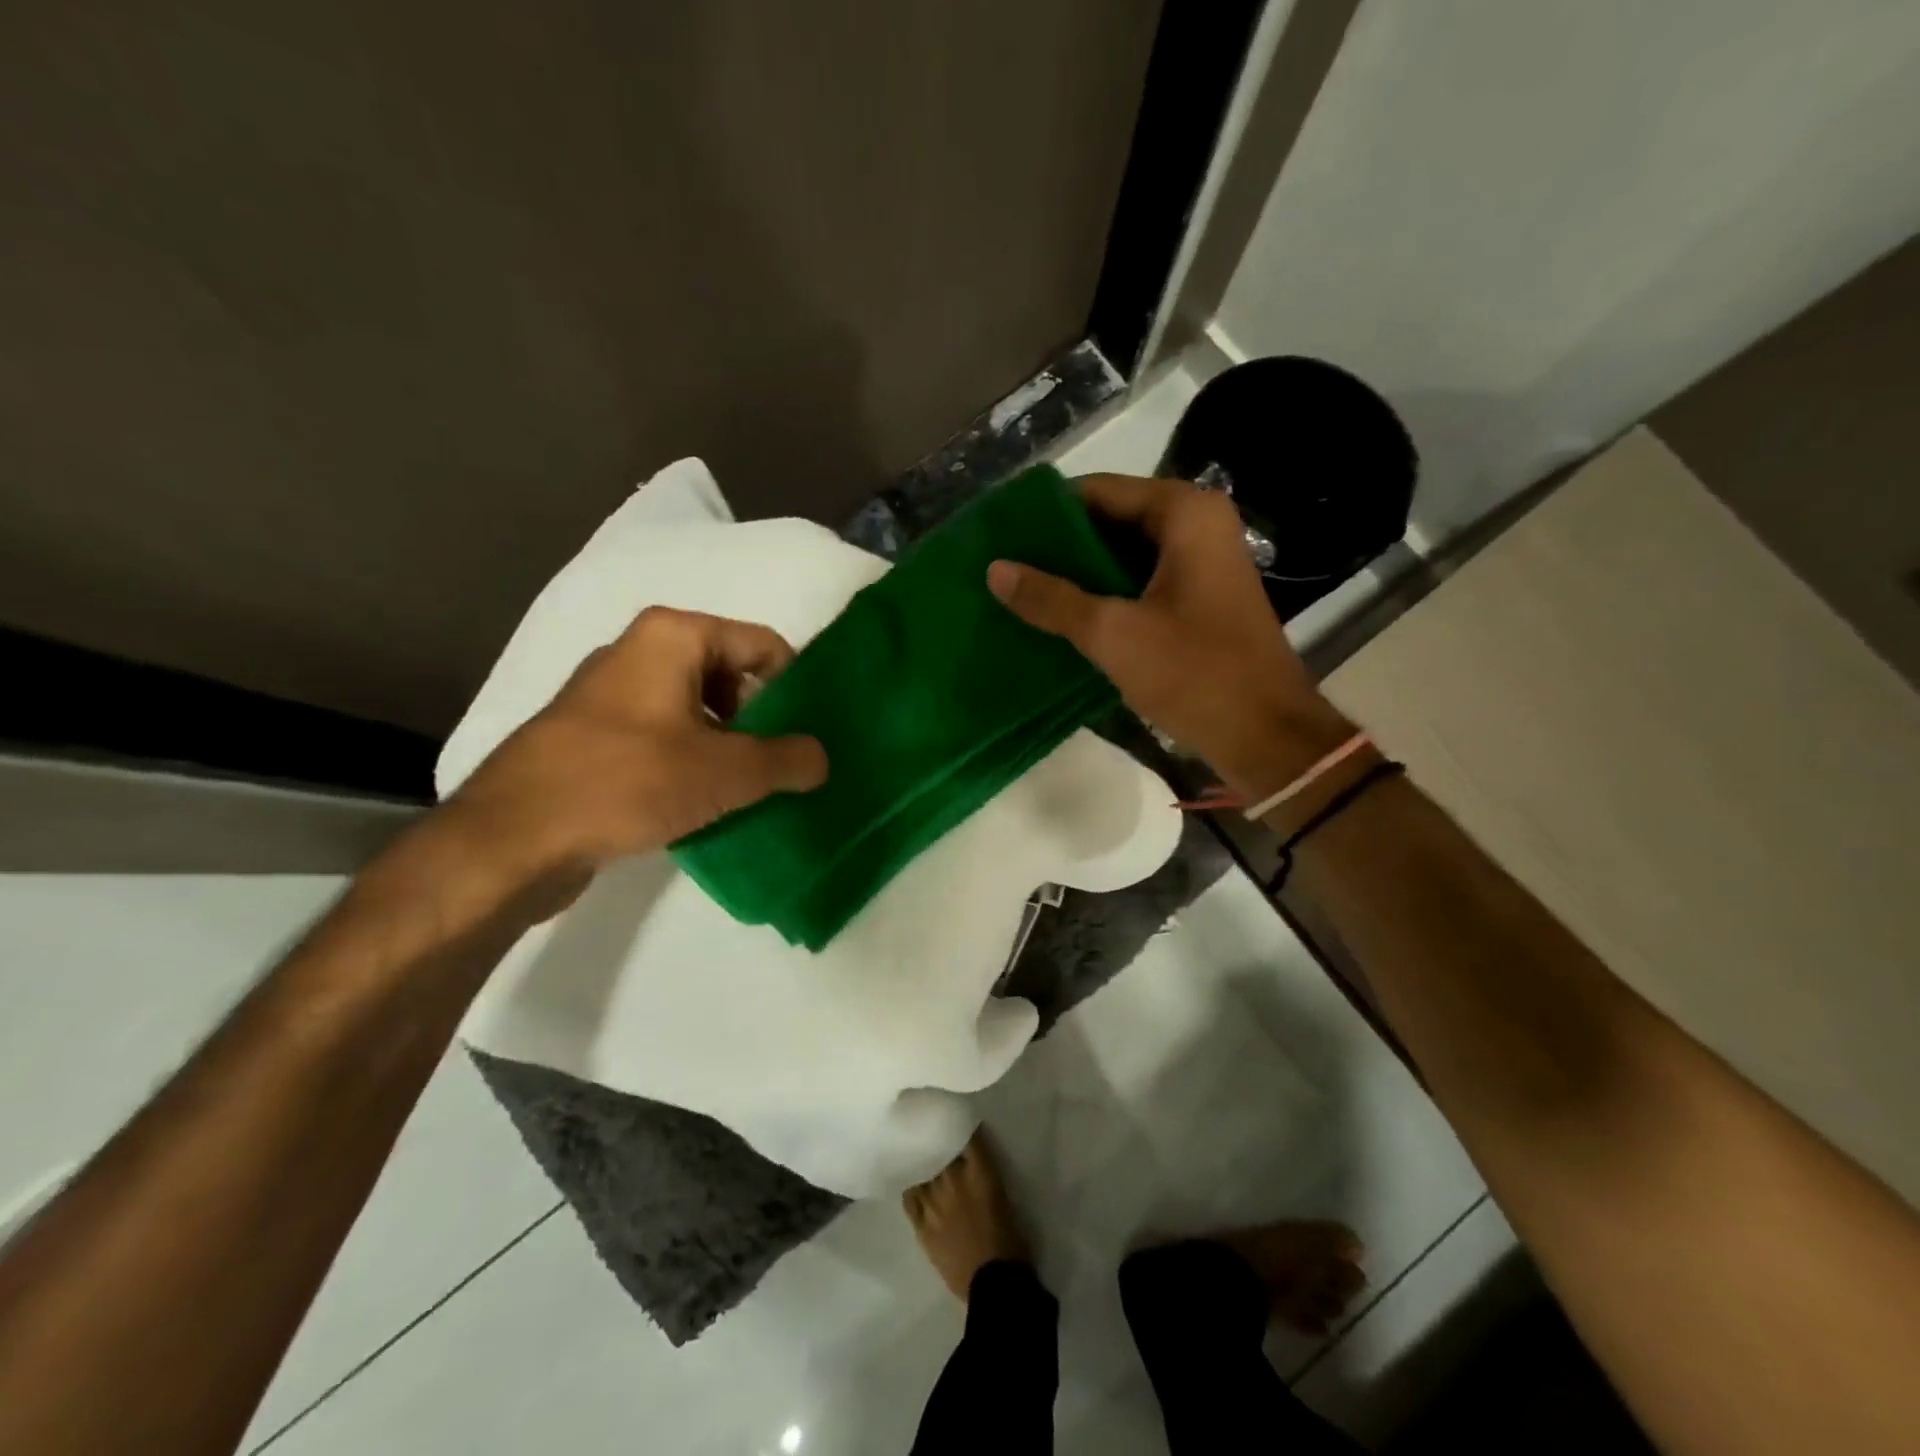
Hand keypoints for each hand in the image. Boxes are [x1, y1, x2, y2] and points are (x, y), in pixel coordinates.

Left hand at [440, 606, 827, 910]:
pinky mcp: (594, 736)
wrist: (513, 838)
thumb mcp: (726, 772)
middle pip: (731, 675)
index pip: (762, 645)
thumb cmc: (628, 782)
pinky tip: (707, 802)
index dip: (796, 687)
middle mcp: (640, 651)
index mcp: (673, 636)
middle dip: (764, 720)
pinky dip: (694, 761)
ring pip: (698, 710)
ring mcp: (612, 695)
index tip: (812, 733)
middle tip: (785, 764)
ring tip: (752, 789)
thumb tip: (821, 758)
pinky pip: (665, 736)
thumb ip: (787, 760)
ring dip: (731, 745)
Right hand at [987, 474, 1350, 796]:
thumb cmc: (1194, 673)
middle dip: (1060, 544)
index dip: (1046, 511)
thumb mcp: (1113, 634)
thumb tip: (995, 569)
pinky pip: (1139, 582)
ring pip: (1124, 554)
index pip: (1099, 490)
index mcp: (1185, 514)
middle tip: (1005, 565)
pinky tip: (1062, 615)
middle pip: (1112, 519)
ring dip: (1078, 572)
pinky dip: (1104, 594)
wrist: (1265, 736)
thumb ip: (1051, 598)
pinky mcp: (1198, 599)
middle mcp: (1197, 526)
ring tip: (1022, 589)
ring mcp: (1201, 564)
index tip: (1000, 533)